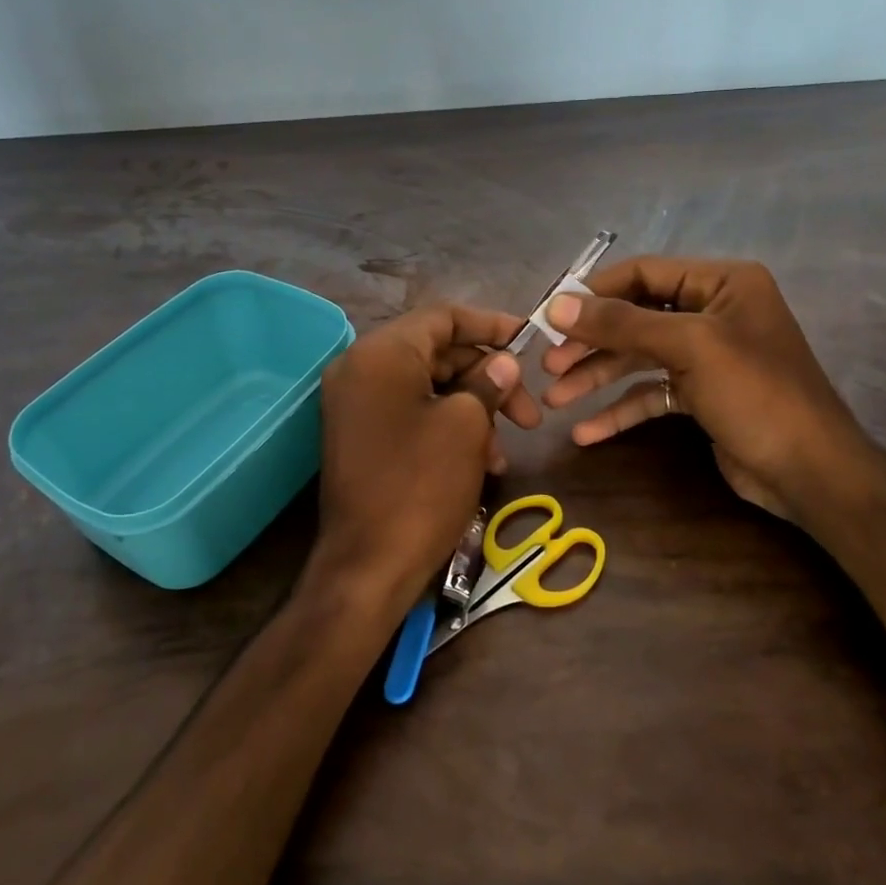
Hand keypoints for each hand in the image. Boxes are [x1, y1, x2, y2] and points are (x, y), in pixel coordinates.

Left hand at [307, 304, 540, 619]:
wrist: (368, 567)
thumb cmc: (420, 486)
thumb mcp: (466, 426)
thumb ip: (487, 383)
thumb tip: (503, 363)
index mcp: (381, 353)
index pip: (442, 317)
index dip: (491, 325)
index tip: (529, 341)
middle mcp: (361, 369)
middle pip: (437, 354)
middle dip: (488, 379)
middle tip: (529, 413)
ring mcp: (356, 405)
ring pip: (429, 388)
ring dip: (473, 410)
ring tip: (505, 450)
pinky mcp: (361, 436)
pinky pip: (411, 414)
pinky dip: (448, 428)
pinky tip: (481, 461)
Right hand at [540, 258, 873, 525]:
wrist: (812, 472)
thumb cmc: (756, 393)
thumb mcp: (689, 347)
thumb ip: (622, 323)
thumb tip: (557, 306)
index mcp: (721, 283)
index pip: (644, 273)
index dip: (595, 293)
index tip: (549, 316)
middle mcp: (713, 312)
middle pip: (636, 318)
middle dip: (591, 343)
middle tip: (548, 365)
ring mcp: (707, 356)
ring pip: (639, 358)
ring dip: (597, 378)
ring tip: (554, 401)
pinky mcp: (702, 396)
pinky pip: (652, 393)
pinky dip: (620, 410)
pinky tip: (586, 432)